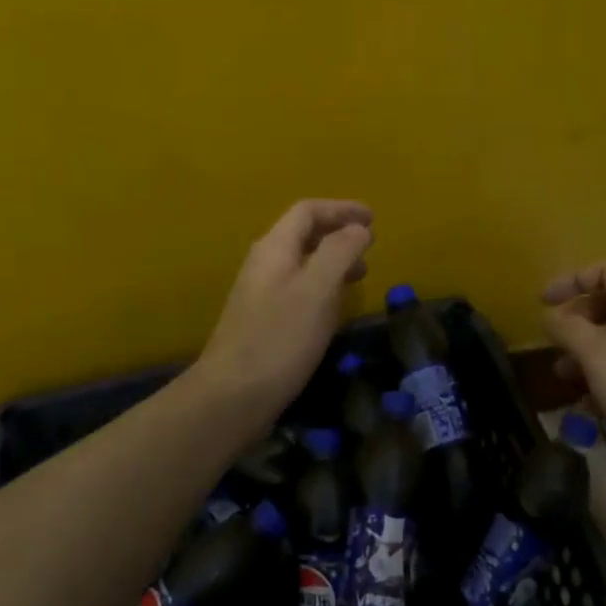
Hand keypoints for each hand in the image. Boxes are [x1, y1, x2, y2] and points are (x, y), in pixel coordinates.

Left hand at [194, 199, 373, 423]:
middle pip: (302, 234)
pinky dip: (321, 286)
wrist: (232, 396)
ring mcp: (259, 293)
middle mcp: (263, 264)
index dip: (341, 209)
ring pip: (301, 263)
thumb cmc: (280, 338)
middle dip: (338, 234)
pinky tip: (333, 308)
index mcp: (274, 248)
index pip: (307, 211)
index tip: (373, 218)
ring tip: (360, 275)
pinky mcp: (262, 321)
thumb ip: (339, 252)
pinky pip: (297, 288)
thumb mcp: (318, 289)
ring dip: (331, 261)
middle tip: (370, 247)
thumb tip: (358, 228)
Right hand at [541, 262, 605, 491]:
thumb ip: (569, 330)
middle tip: (554, 344)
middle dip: (577, 324)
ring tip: (564, 378)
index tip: (542, 304)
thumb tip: (550, 315)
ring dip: (588, 355)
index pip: (604, 272)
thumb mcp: (599, 358)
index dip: (569, 282)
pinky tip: (589, 407)